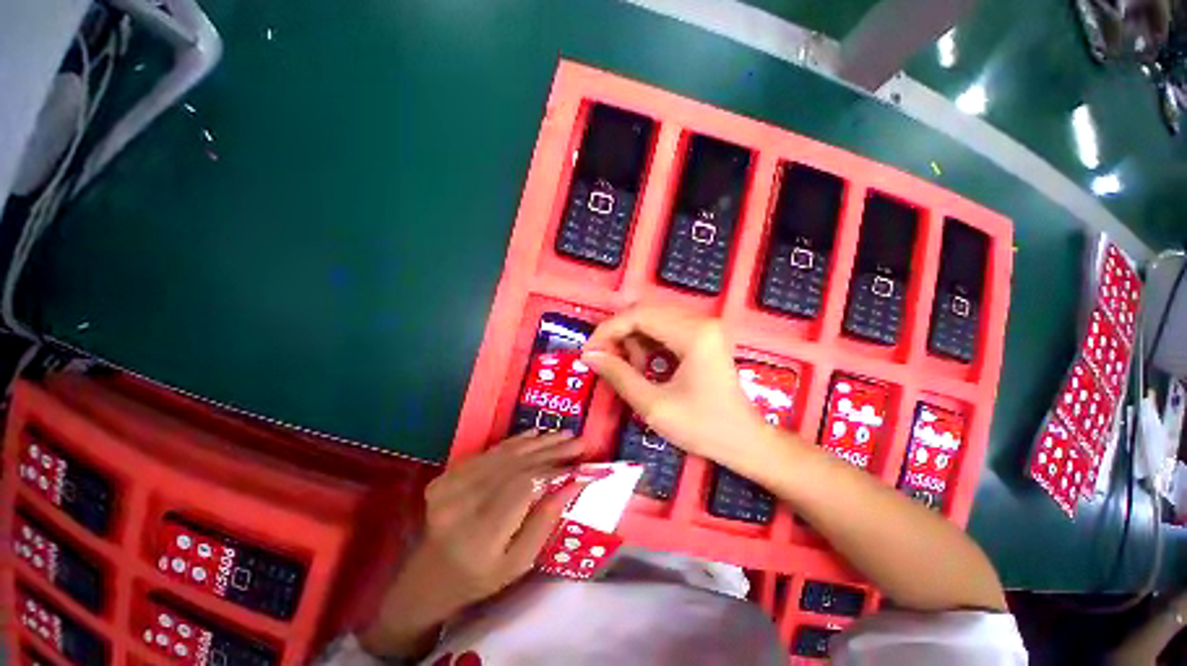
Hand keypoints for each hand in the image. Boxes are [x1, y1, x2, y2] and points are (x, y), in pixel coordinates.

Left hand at [360, 431, 583, 657]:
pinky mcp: (447, 475)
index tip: (581, 463)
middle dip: (553, 450)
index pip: (525, 487)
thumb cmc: (481, 577)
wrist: (429, 576)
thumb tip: (573, 483)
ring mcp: (450, 485)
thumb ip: (546, 521)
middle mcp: (462, 503)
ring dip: (539, 441)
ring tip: (565, 434)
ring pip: (505, 454)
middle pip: (517, 465)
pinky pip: (489, 452)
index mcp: (481, 534)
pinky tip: (537, 434)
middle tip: (580, 440)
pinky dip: (516, 440)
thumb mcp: (520, 562)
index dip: (555, 470)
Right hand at [581, 306, 770, 472]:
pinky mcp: (702, 336)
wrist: (745, 441)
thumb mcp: (654, 406)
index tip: (589, 352)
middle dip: (618, 334)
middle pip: (644, 312)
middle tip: (603, 360)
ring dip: (632, 340)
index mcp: (693, 334)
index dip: (608, 330)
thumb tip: (590, 356)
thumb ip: (619, 376)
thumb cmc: (703, 428)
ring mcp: (703, 327)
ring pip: (652, 319)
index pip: (639, 315)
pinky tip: (644, 366)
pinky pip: (664, 329)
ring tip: (626, 369)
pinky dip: (646, 344)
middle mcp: (700, 321)